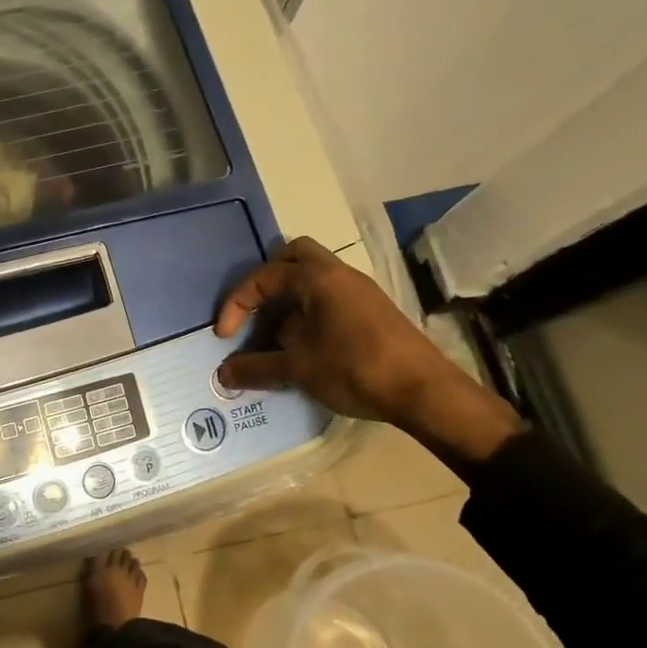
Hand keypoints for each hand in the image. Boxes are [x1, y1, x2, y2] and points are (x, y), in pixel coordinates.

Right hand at [214, 238, 519, 460]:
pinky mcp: (373, 309)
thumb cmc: (354, 369)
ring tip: (277, 334)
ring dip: (290, 297)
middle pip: (294, 256)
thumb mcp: (298, 370)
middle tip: (256, 310)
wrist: (423, 391)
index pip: (263, 277)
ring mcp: (359, 290)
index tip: (224, 337)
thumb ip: (256, 367)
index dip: (236, 304)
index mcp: (317, 278)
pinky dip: (310, 309)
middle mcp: (338, 273)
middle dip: (267, 280)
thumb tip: (223, 374)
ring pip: (315, 276)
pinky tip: (307, 344)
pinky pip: (330, 295)